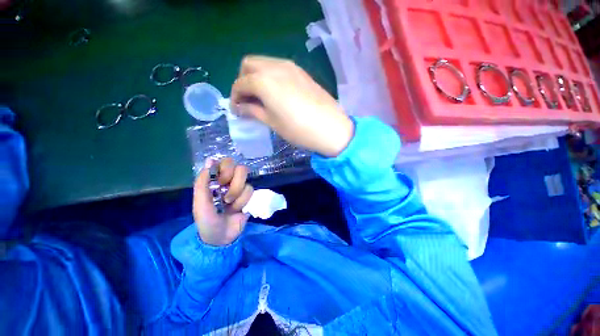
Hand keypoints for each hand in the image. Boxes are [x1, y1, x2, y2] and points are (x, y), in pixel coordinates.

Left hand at [193, 158, 253, 245]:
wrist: (221, 238)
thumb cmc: (206, 221)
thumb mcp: (199, 203)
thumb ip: (202, 182)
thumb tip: (211, 160)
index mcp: (217, 180)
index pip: (227, 162)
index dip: (226, 169)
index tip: (220, 181)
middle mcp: (230, 181)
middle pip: (241, 169)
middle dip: (235, 184)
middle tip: (226, 196)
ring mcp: (241, 189)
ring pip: (247, 182)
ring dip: (237, 196)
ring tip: (229, 206)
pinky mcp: (250, 197)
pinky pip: (251, 192)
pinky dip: (243, 202)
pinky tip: (238, 210)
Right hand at [231, 55, 353, 156]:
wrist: (331, 128)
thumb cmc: (299, 129)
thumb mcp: (273, 122)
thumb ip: (253, 111)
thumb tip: (240, 107)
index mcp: (264, 81)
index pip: (240, 84)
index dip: (235, 97)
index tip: (237, 110)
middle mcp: (274, 67)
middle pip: (249, 65)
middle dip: (243, 81)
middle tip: (248, 100)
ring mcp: (290, 66)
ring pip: (264, 63)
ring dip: (257, 77)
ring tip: (262, 97)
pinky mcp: (301, 71)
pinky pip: (278, 67)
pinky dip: (270, 77)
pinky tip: (276, 93)